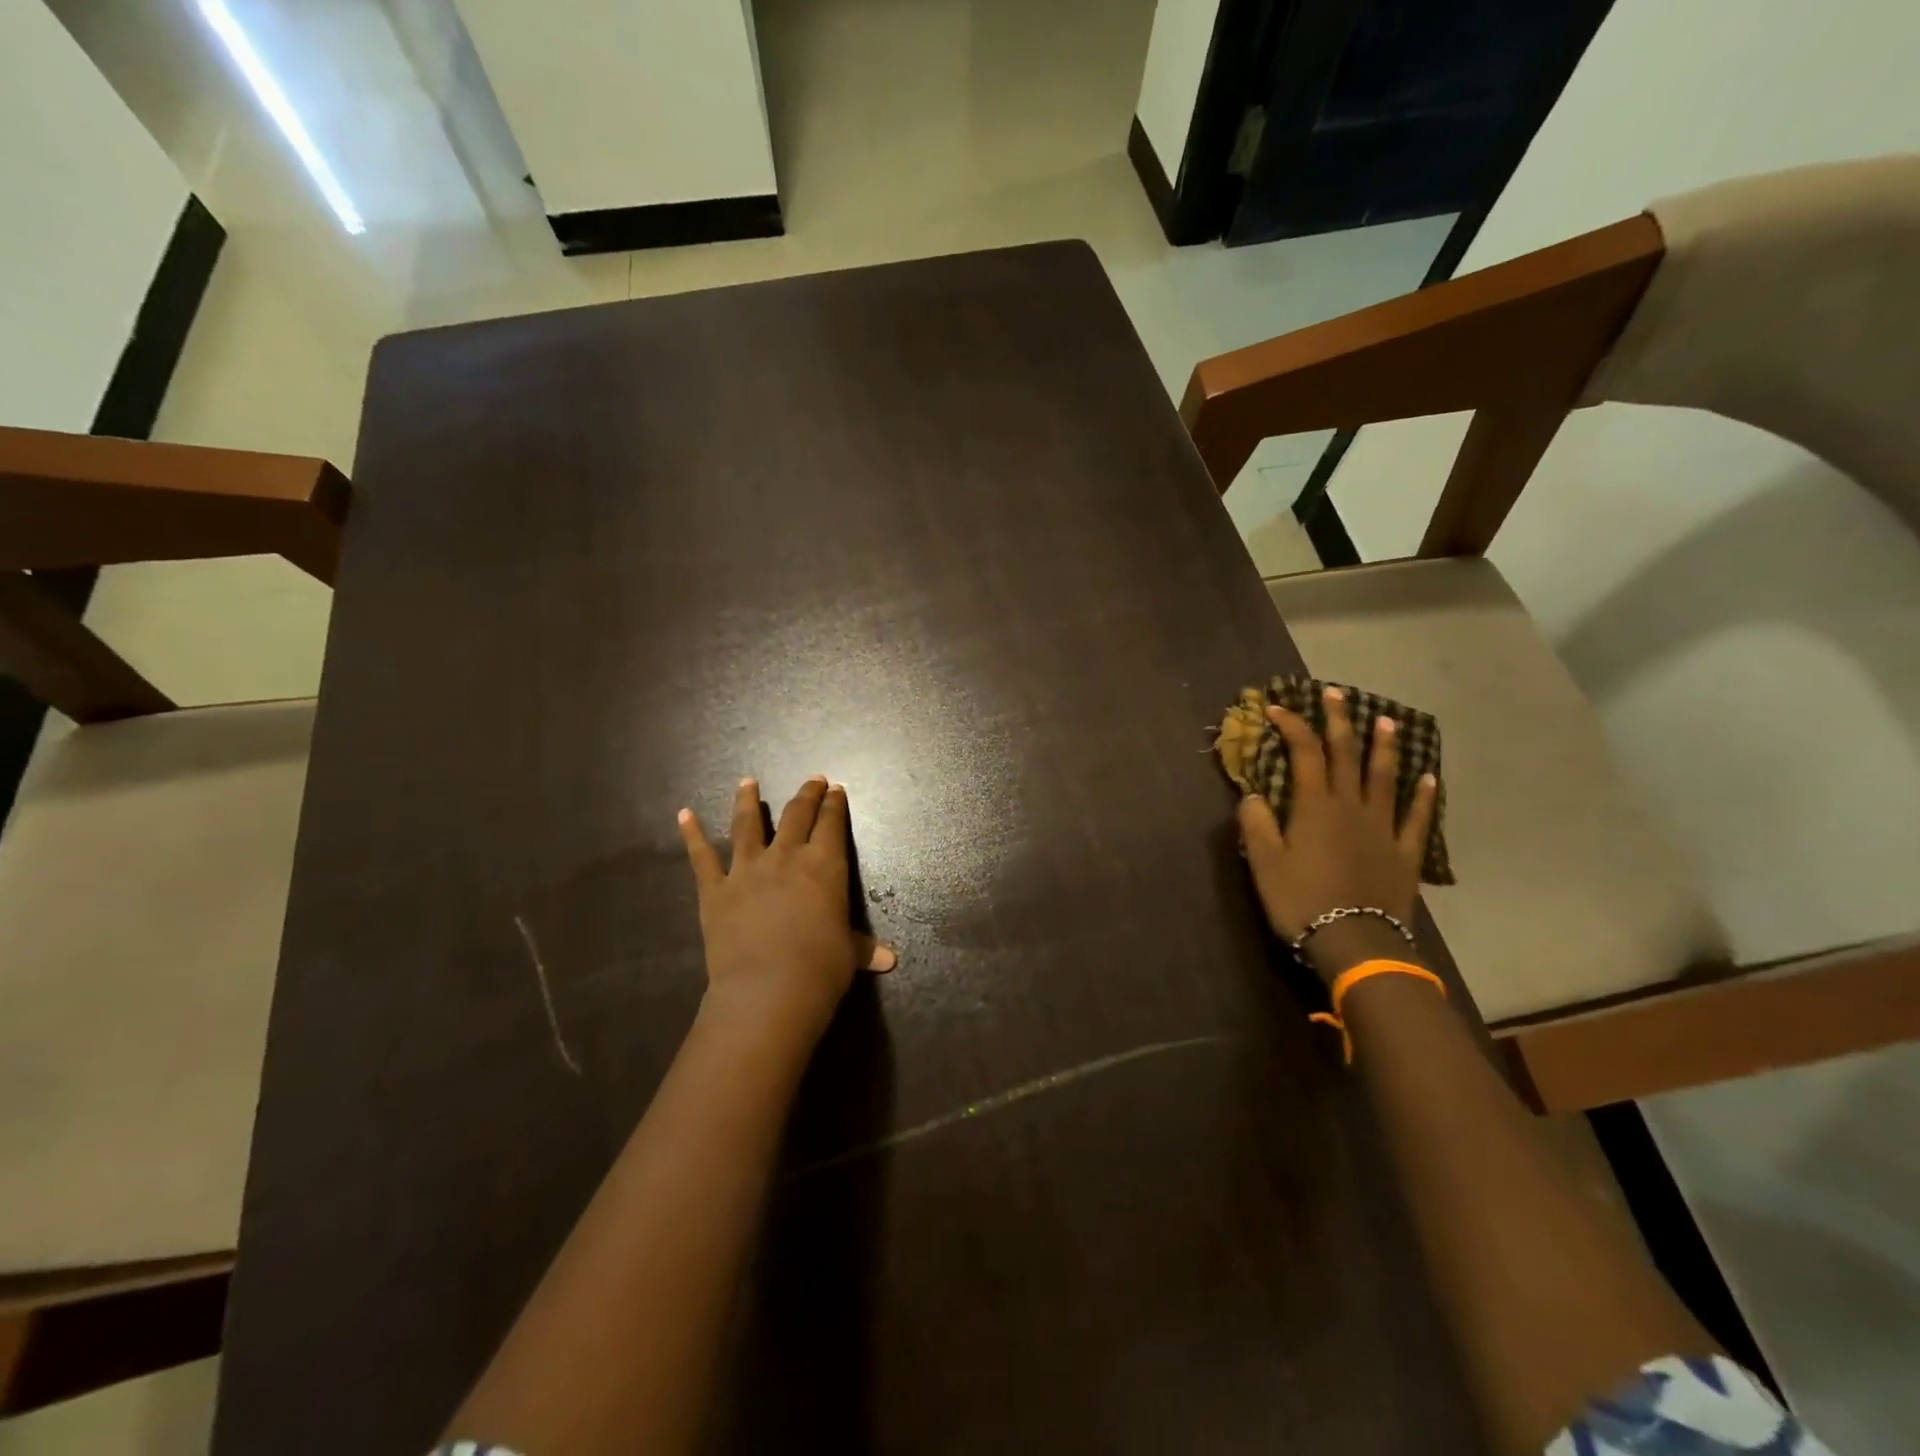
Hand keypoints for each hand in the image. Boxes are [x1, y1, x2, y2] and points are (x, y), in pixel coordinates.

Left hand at [678, 776, 894, 1041]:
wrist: (768, 990)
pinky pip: (701, 857)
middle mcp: (786, 857)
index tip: (836, 789)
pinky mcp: (715, 889)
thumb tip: (889, 960)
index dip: (835, 805)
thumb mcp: (848, 955)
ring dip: (748, 801)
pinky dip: (692, 834)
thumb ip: (863, 949)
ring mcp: (747, 869)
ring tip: (748, 782)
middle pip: (797, 814)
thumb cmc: (820, 969)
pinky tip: (684, 815)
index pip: (832, 824)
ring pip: (747, 825)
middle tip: (812, 779)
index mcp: (825, 866)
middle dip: (806, 794)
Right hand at [1237, 687, 1436, 984]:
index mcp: (1315, 807)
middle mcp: (1351, 807)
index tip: (1277, 708)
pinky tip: (1429, 777)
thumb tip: (1252, 794)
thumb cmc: (1302, 901)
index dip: (1291, 726)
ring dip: (1384, 747)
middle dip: (1339, 722)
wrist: (1356, 942)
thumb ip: (1257, 824)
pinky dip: (1423, 796)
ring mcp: (1382, 828)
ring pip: (1384, 778)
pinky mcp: (1404, 853)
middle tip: (1336, 693)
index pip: (1304, 754)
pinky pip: (1416, 818)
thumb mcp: (1264, 863)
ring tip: (1386, 720)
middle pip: (1346, 756)